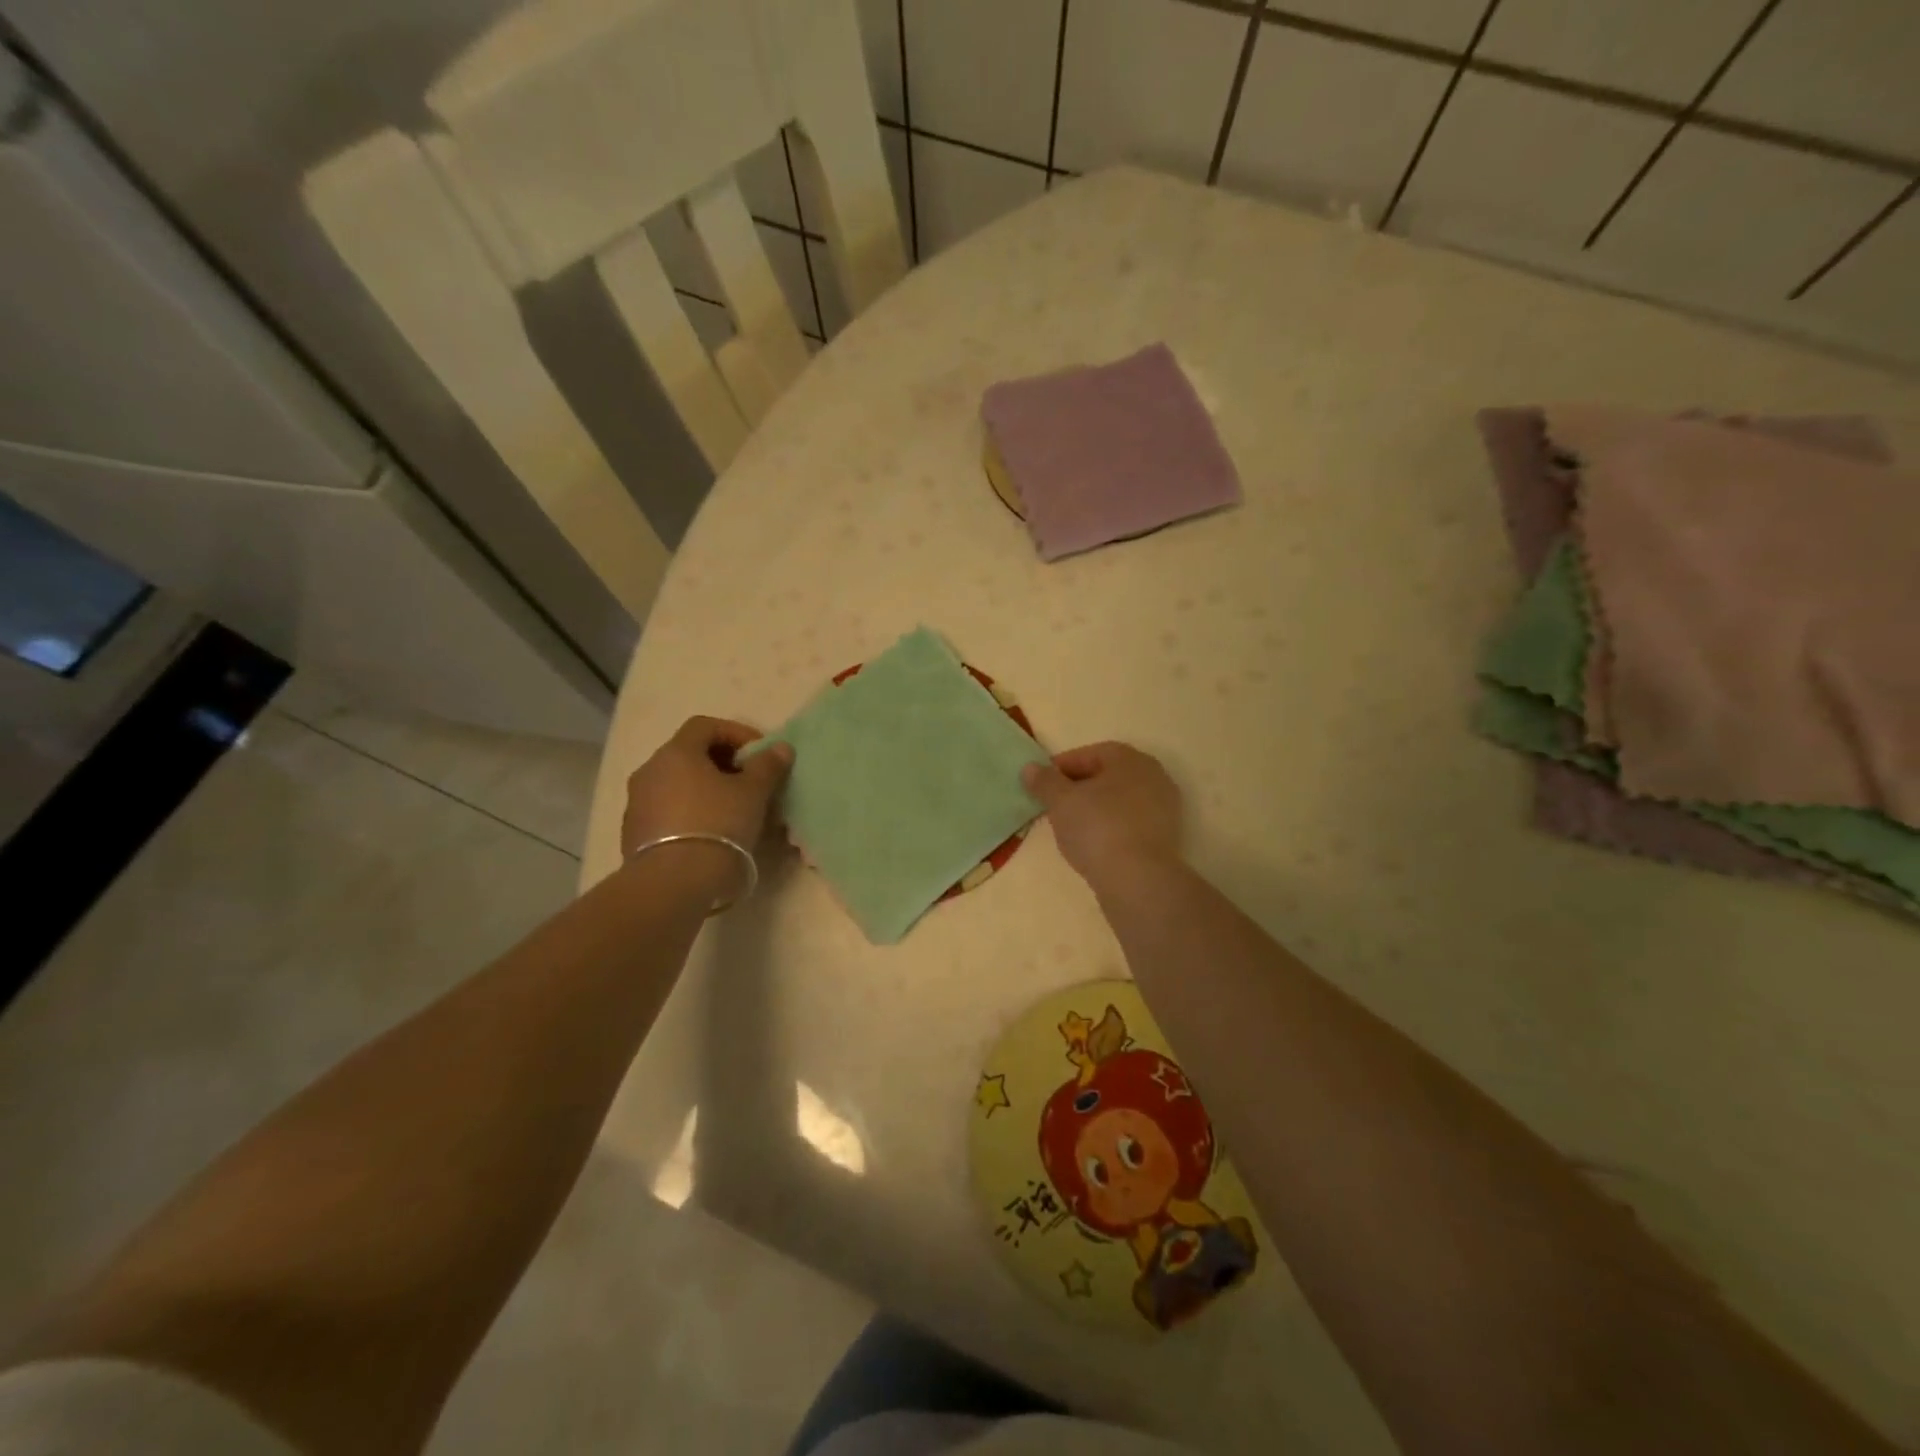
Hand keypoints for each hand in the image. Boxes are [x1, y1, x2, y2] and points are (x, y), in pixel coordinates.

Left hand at [621, 717, 792, 867]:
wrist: (673, 882)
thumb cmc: (718, 825)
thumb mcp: (753, 793)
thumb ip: (767, 766)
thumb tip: (780, 748)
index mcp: (676, 753)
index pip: (705, 726)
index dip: (736, 733)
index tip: (759, 754)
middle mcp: (650, 771)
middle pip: (688, 754)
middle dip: (721, 763)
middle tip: (748, 782)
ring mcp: (637, 803)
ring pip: (676, 784)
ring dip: (703, 789)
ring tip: (731, 810)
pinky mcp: (633, 833)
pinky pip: (666, 811)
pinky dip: (688, 812)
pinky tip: (708, 834)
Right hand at [1021, 742, 1183, 891]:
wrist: (1138, 879)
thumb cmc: (1097, 828)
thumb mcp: (1061, 801)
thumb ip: (1044, 781)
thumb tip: (1030, 768)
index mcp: (1129, 759)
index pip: (1088, 754)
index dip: (1059, 768)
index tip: (1040, 785)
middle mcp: (1153, 776)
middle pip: (1105, 776)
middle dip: (1078, 788)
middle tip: (1053, 805)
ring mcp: (1164, 807)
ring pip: (1118, 801)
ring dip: (1094, 809)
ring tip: (1069, 827)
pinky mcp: (1165, 836)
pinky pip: (1129, 823)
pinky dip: (1109, 828)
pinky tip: (1093, 845)